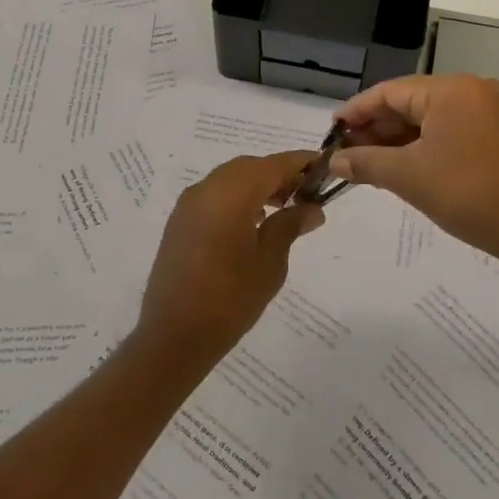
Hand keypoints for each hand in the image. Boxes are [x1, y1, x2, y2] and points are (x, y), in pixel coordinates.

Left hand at [137, 151, 325, 360]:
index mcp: (230, 194)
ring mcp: (187, 205)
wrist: (173, 335)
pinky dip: (236, 198)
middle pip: (249, 167)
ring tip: (283, 210)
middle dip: (278, 174)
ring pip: (229, 179)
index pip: (272, 164)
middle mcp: (205, 189)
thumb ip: (290, 226)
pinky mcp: (179, 222)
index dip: (300, 162)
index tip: (325, 167)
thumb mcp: (269, 263)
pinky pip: (213, 196)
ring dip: (257, 186)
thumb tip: (311, 208)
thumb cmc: (229, 300)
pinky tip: (253, 223)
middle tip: (306, 195)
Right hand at [332, 74, 498, 264]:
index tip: (331, 130)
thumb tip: (333, 161)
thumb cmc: (465, 194)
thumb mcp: (407, 176)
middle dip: (375, 127)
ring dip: (396, 138)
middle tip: (345, 151)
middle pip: (409, 102)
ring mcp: (488, 111)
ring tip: (364, 160)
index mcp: (451, 90)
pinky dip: (421, 144)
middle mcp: (471, 90)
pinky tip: (397, 163)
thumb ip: (365, 162)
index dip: (356, 111)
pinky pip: (447, 129)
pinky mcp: (496, 133)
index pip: (390, 92)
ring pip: (428, 118)